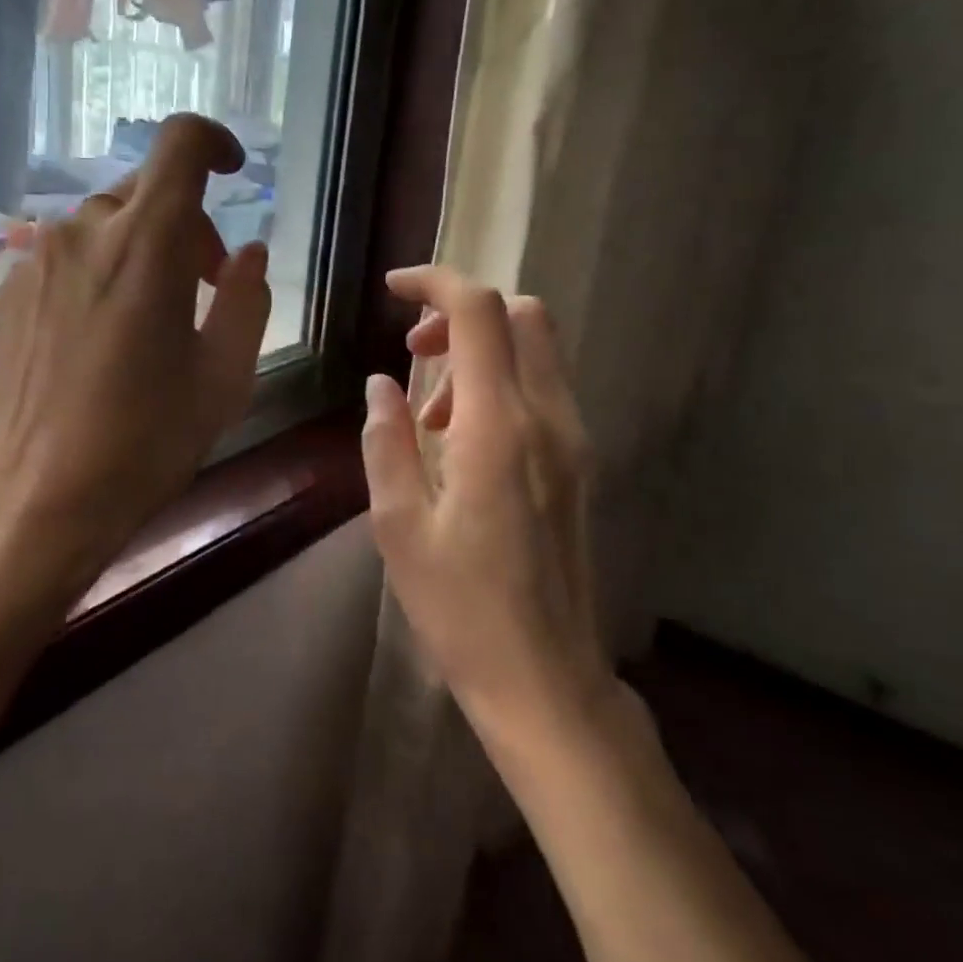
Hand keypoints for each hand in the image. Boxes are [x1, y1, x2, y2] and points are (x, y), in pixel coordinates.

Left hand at [0, 114, 271, 601]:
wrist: (40, 497)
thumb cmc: (147, 439)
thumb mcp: (223, 375)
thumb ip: (245, 299)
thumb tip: (248, 254)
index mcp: (146, 243)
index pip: (180, 143)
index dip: (213, 142)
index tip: (232, 173)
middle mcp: (83, 232)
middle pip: (146, 191)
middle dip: (186, 225)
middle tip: (200, 288)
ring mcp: (34, 259)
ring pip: (103, 224)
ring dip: (139, 249)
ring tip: (148, 318)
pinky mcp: (4, 291)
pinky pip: (64, 257)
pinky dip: (96, 272)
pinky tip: (97, 337)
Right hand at [361, 267, 614, 732]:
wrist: (546, 678)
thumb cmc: (460, 608)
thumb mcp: (398, 524)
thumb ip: (387, 440)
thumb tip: (382, 385)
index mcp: (499, 428)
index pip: (478, 312)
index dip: (434, 282)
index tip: (392, 289)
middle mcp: (549, 418)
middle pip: (521, 314)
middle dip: (461, 314)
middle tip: (414, 356)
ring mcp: (574, 440)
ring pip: (535, 349)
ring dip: (479, 352)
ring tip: (432, 418)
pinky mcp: (580, 462)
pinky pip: (543, 388)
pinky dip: (500, 382)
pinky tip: (463, 440)